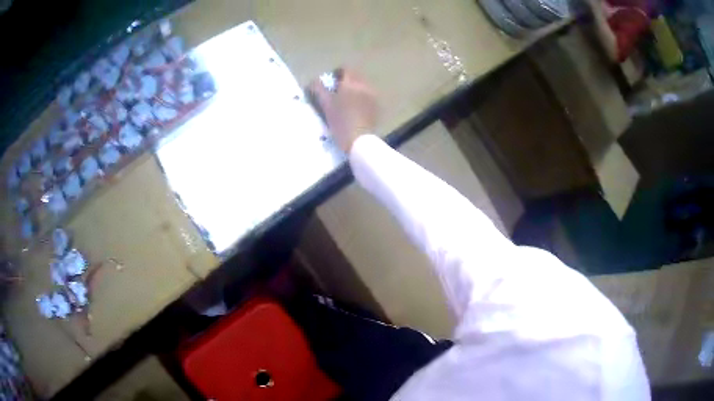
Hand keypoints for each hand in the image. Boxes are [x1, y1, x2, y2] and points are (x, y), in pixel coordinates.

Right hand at [308, 68, 377, 152]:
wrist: (358, 139)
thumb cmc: (340, 121)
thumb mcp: (325, 104)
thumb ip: (318, 89)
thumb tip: (314, 81)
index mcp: (351, 83)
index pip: (345, 69)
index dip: (337, 73)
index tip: (331, 82)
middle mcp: (364, 85)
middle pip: (355, 76)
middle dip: (346, 81)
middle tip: (337, 92)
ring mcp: (373, 96)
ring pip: (362, 86)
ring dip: (354, 89)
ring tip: (346, 101)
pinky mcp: (377, 106)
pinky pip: (368, 96)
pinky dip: (361, 98)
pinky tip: (356, 109)